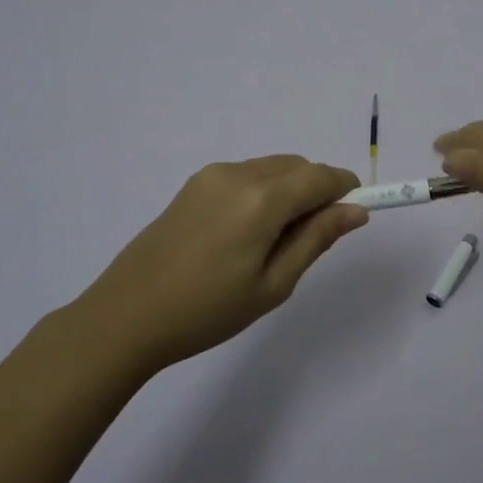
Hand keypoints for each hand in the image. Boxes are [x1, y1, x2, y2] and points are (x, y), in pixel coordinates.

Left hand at [74, 156, 367, 371]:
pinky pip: (245, 176)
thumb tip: (356, 210)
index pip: (321, 176)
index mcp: (262, 198)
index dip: (345, 189)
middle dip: (317, 191)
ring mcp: (211, 175)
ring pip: (271, 168)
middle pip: (297, 166)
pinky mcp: (193, 184)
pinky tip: (245, 234)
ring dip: (289, 190)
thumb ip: (316, 239)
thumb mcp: (273, 284)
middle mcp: (238, 173)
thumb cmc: (207, 311)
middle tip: (310, 240)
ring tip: (273, 243)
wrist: (126, 316)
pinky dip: (263, 192)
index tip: (354, 214)